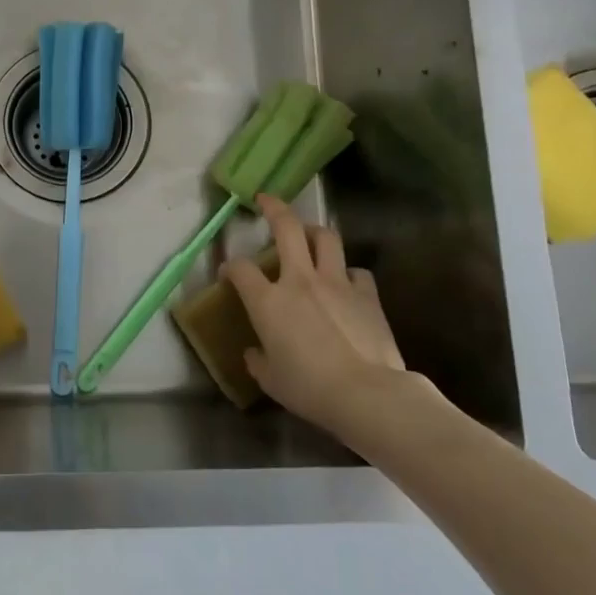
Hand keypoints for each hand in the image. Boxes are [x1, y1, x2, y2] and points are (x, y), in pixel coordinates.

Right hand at [222, 195, 446, 446]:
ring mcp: (336, 283)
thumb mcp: (271, 380)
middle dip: (274, 209)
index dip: (230, 267)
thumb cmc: (309, 388)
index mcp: (268, 301)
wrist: (366, 393)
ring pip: (325, 238)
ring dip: (314, 231)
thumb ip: (258, 360)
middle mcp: (300, 281)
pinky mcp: (367, 294)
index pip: (241, 269)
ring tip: (308, 235)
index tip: (228, 274)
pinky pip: (356, 271)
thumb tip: (254, 353)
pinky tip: (345, 283)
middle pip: (286, 228)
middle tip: (266, 201)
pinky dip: (347, 272)